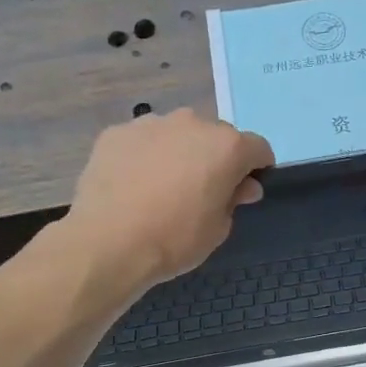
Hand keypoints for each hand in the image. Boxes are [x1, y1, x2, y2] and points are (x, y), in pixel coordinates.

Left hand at [66, 109, 273, 288]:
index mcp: (226, 146)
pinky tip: (133, 185)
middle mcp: (192, 123)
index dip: (256, 169)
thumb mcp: (218, 229)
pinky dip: (145, 156)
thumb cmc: (174, 239)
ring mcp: (151, 123)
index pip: (258, 148)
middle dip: (215, 158)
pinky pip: (142, 141)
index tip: (244, 191)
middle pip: (216, 136)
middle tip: (201, 191)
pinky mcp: (117, 132)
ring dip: (179, 153)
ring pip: (177, 134)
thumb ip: (234, 200)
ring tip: (162, 188)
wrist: (107, 242)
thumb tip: (243, 186)